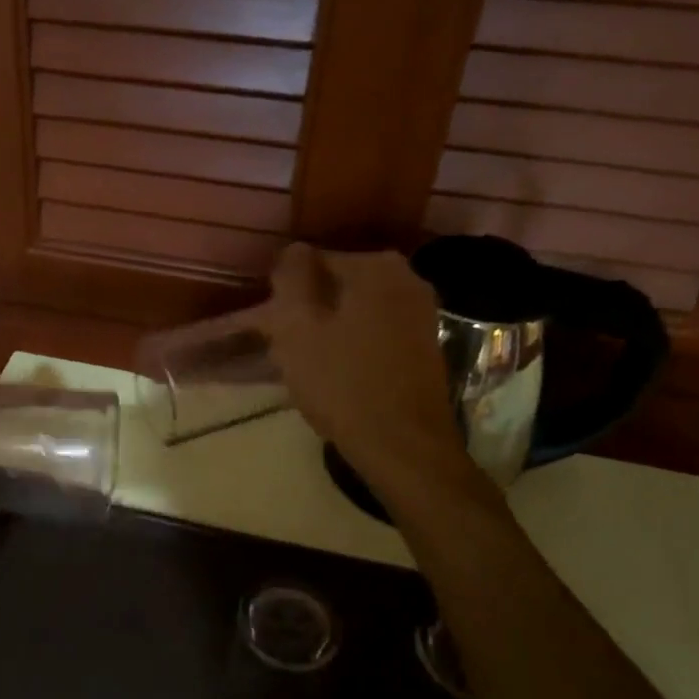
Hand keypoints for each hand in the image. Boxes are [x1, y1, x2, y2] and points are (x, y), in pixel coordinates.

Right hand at [256, 245, 480, 504]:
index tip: (273, 324)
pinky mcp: (426, 347)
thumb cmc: (342, 383)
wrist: (403, 448)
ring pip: (356, 310)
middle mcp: (408, 279)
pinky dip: (354, 345)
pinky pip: (376, 333)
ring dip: (329, 328)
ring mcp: (422, 314)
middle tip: (285, 345)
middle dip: (309, 309)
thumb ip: (291, 277)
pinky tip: (338, 375)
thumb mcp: (297, 326)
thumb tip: (294, 250)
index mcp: (377, 266)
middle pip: (338, 285)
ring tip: (307, 363)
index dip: (286, 291)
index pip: (314, 260)